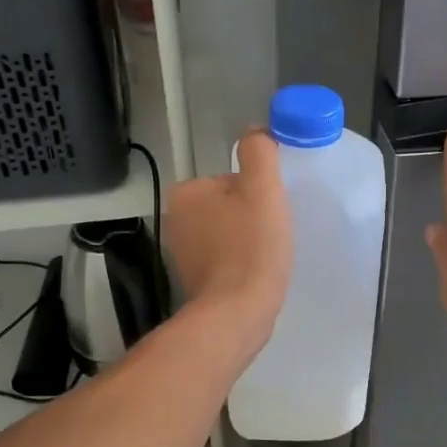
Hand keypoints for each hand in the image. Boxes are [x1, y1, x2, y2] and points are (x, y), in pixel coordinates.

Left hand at [165, 128, 292, 347]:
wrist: (238, 313)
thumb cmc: (251, 248)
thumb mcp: (262, 189)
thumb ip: (259, 153)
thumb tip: (256, 133)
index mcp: (186, 193)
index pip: (232, 180)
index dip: (259, 194)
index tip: (269, 214)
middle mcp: (176, 220)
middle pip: (230, 205)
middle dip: (252, 218)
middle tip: (270, 236)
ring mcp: (183, 253)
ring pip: (229, 233)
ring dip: (249, 241)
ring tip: (265, 257)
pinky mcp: (195, 280)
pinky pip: (226, 259)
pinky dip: (242, 263)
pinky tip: (255, 274)